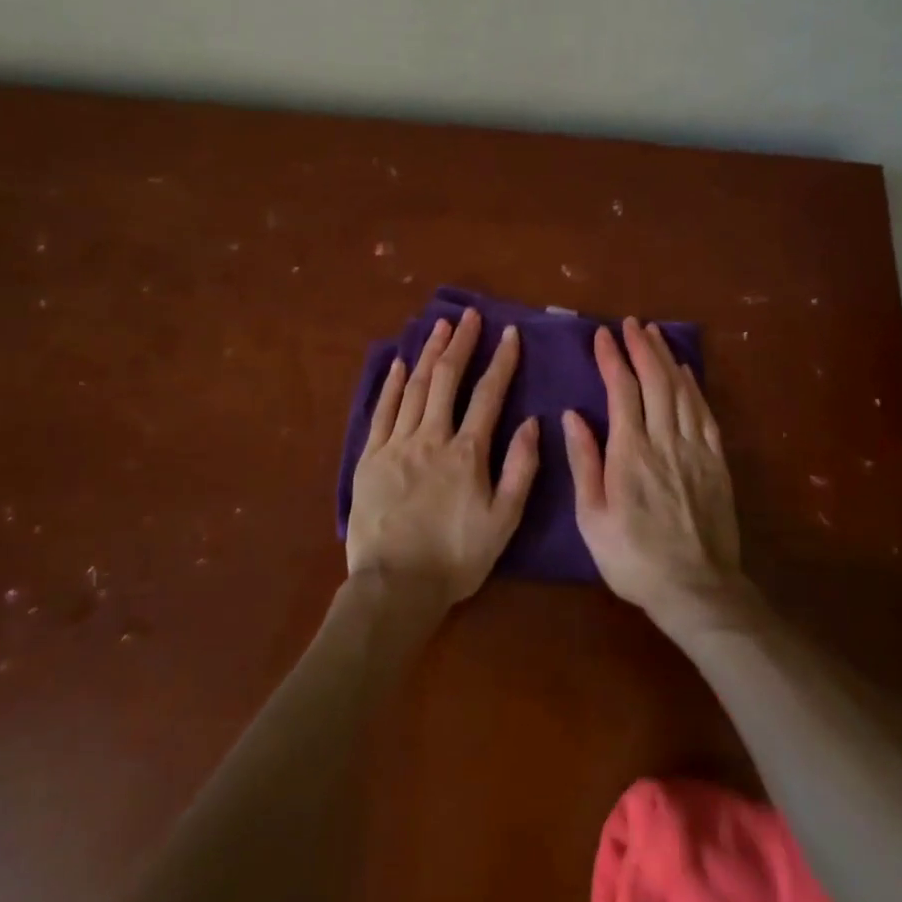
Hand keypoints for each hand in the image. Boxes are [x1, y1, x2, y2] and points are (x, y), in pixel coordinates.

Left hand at [346, 307, 540, 609]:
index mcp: (467, 453)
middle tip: (468, 315)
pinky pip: (382, 412)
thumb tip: (531, 423)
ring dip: (427, 353)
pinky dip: (390, 385)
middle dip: (460, 343)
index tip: (509, 332)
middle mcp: (431, 437)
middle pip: (446, 379)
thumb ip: (520, 469)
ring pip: (413, 388)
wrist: (396, 585)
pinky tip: (397, 364)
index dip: (501, 361)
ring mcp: (396, 445)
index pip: (488, 395)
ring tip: (438, 326)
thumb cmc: (456, 557)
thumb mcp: (503, 520)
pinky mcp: (370, 458)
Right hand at [563, 318, 744, 626]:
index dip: (612, 359)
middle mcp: (664, 440)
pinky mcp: (715, 461)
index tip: (602, 335)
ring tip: (655, 334)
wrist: (695, 588)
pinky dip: (693, 386)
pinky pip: (704, 412)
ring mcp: (695, 449)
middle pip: (655, 381)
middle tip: (631, 323)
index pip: (622, 391)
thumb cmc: (633, 558)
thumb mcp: (592, 517)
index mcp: (630, 453)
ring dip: (667, 358)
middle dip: (642, 347)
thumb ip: (585, 462)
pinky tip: (686, 372)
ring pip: (681, 390)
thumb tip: (572, 416)